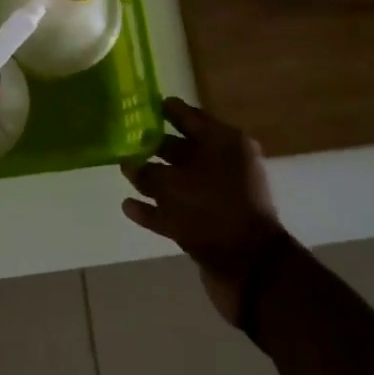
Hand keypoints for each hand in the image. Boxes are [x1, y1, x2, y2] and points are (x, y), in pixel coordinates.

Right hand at [121, 98, 292, 326]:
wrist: (250, 268)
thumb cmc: (211, 211)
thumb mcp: (171, 185)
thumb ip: (146, 172)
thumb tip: (129, 164)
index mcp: (224, 142)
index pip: (188, 116)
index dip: (163, 110)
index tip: (138, 106)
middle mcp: (225, 164)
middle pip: (183, 148)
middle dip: (154, 146)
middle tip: (123, 140)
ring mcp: (220, 196)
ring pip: (181, 180)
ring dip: (154, 179)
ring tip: (124, 173)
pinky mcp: (213, 224)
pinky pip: (180, 209)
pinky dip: (157, 208)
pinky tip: (130, 208)